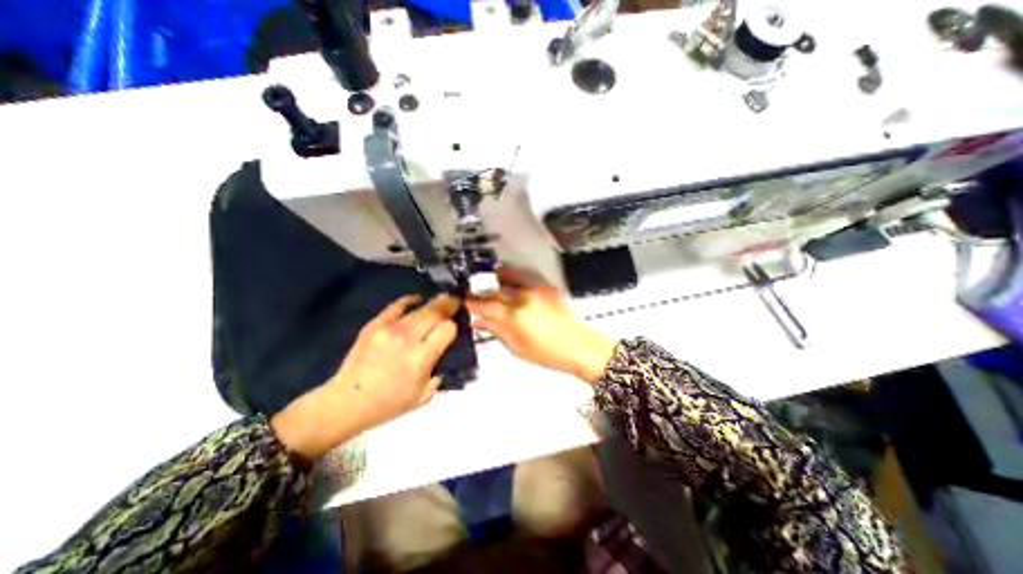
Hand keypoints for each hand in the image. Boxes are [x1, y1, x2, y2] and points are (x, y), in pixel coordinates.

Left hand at [275, 295, 461, 460]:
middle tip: (455, 302)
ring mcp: (389, 329)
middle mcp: (406, 339)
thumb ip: (441, 372)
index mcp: (420, 359)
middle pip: (436, 312)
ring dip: (434, 303)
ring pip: (420, 308)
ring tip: (442, 300)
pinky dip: (410, 300)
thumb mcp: (424, 396)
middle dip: (449, 305)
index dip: (454, 326)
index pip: (447, 329)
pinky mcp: (374, 324)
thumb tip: (447, 352)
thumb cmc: (389, 404)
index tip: (454, 327)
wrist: (347, 402)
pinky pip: (397, 305)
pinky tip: (418, 299)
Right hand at [466, 269, 613, 384]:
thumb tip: (479, 321)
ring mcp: (536, 290)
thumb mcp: (517, 348)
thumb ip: (496, 331)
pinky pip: (524, 274)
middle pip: (496, 290)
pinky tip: (507, 277)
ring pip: (509, 276)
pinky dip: (512, 273)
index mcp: (515, 317)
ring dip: (495, 278)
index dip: (472, 303)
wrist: (579, 346)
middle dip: (482, 291)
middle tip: (473, 294)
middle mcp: (524, 298)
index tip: (465, 301)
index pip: (486, 305)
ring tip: (487, 282)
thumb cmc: (547, 353)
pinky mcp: (546, 287)